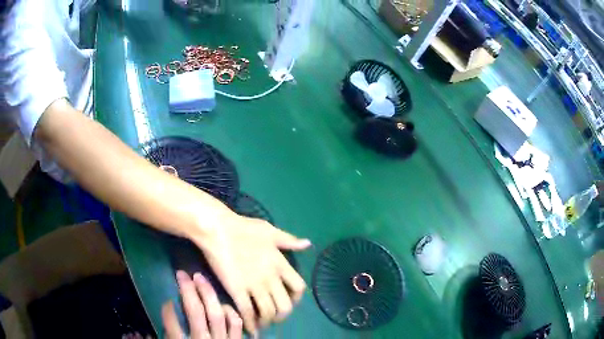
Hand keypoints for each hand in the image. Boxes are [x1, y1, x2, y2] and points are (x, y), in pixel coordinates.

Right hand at [163, 271, 242, 338]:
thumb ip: (165, 334)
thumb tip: (134, 335)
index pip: (172, 325)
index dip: (168, 311)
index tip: (167, 301)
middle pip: (195, 313)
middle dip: (188, 291)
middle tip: (182, 274)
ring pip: (217, 314)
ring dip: (208, 293)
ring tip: (199, 278)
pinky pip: (237, 325)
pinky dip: (231, 312)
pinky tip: (223, 304)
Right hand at [192, 215, 310, 334]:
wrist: (218, 229)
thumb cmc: (244, 228)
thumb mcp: (270, 231)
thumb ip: (289, 240)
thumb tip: (307, 244)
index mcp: (280, 264)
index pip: (298, 288)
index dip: (296, 299)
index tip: (290, 302)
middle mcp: (271, 278)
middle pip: (285, 306)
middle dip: (282, 315)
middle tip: (275, 317)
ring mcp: (254, 286)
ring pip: (268, 312)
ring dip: (267, 321)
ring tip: (262, 323)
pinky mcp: (237, 290)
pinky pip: (247, 312)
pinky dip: (250, 324)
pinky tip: (250, 328)